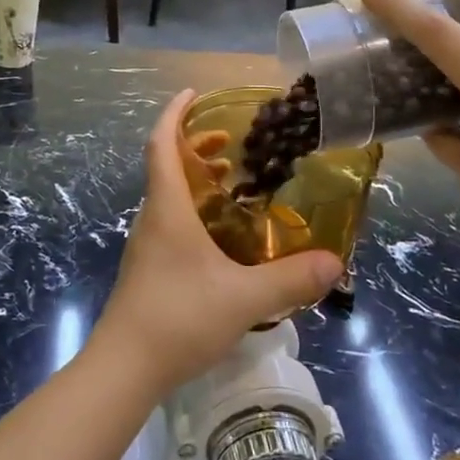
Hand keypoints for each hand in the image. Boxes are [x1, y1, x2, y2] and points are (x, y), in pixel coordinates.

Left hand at [88, 90, 342, 397]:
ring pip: (167, 195)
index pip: (161, 143)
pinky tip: (221, 236)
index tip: (194, 93)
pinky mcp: (148, 268)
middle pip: (165, 165)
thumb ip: (290, 279)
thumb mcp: (243, 298)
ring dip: (194, 179)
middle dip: (194, 145)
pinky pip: (170, 221)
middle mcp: (152, 218)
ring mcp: (146, 245)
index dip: (174, 113)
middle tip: (230, 145)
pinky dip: (193, 209)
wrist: (124, 367)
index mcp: (168, 209)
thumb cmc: (178, 318)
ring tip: (231, 183)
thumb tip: (334, 262)